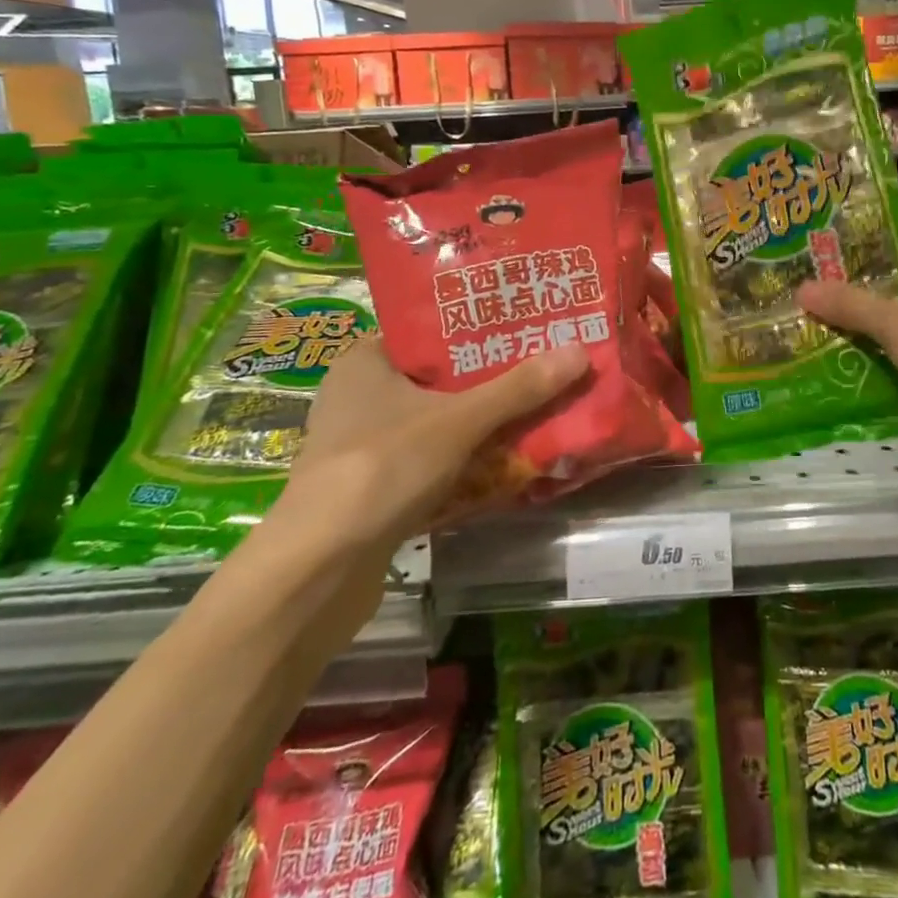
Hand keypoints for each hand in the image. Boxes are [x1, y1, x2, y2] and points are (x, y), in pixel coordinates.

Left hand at [264, 338, 589, 562]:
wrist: (318, 571)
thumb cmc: (382, 468)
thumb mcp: (459, 421)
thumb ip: (518, 388)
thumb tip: (579, 351)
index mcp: (365, 360)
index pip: (431, 329)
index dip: (479, 326)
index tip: (526, 326)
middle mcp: (359, 395)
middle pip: (440, 377)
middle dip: (491, 378)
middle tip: (543, 367)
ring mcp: (363, 445)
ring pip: (437, 420)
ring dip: (481, 421)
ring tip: (535, 408)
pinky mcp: (372, 487)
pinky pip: (430, 458)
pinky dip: (464, 458)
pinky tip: (504, 459)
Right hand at [798, 229, 897, 418]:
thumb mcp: (896, 323)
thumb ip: (849, 304)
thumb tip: (801, 289)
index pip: (892, 240)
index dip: (853, 253)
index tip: (815, 266)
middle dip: (860, 294)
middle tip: (813, 301)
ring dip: (877, 327)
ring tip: (826, 331)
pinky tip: (861, 362)